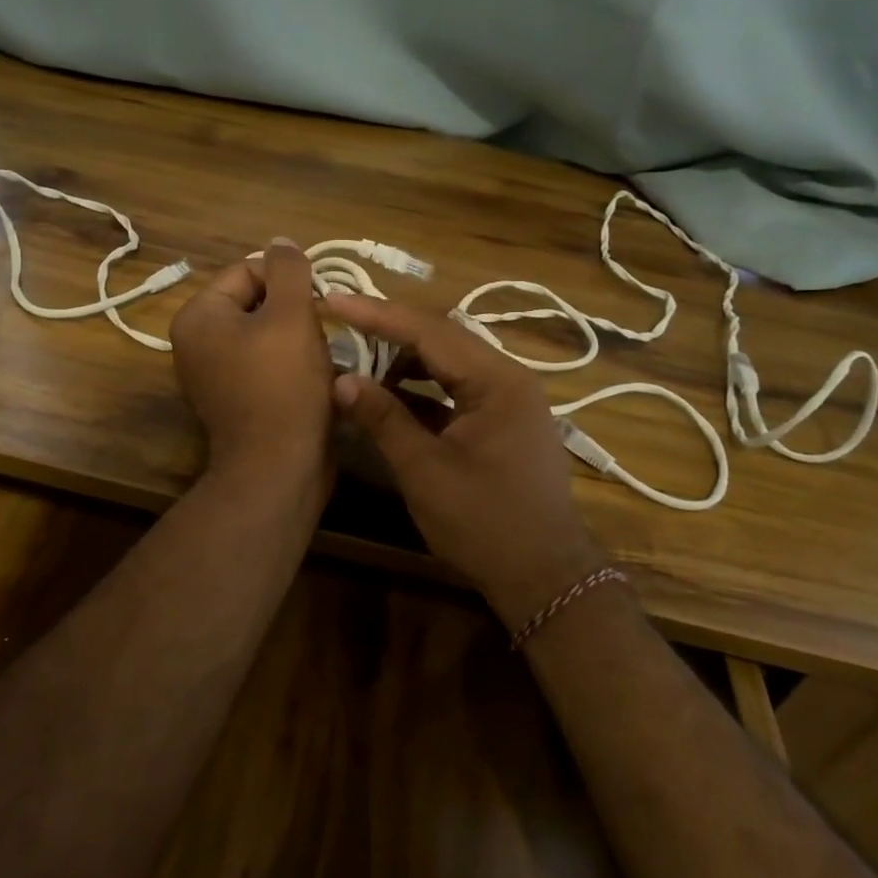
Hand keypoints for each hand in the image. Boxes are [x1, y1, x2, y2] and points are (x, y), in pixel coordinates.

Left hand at [169, 239, 333, 478]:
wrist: (278, 468)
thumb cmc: (283, 386)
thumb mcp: (291, 316)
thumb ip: (288, 270)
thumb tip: (282, 242)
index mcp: (199, 316)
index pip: (248, 271)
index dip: (288, 280)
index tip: (318, 302)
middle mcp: (196, 343)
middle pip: (255, 303)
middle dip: (293, 311)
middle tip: (322, 330)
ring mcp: (213, 375)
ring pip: (265, 335)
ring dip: (297, 339)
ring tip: (321, 356)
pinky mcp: (235, 400)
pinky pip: (265, 365)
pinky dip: (290, 365)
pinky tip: (314, 377)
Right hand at [324, 295, 608, 628]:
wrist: (544, 577)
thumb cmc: (485, 523)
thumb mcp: (425, 470)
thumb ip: (383, 418)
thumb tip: (341, 380)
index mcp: (498, 381)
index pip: (429, 332)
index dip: (377, 315)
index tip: (333, 300)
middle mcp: (509, 378)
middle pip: (441, 340)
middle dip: (389, 333)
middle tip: (340, 325)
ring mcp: (508, 400)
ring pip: (448, 365)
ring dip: (404, 364)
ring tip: (358, 365)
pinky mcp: (501, 422)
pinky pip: (456, 391)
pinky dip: (421, 392)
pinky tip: (388, 399)